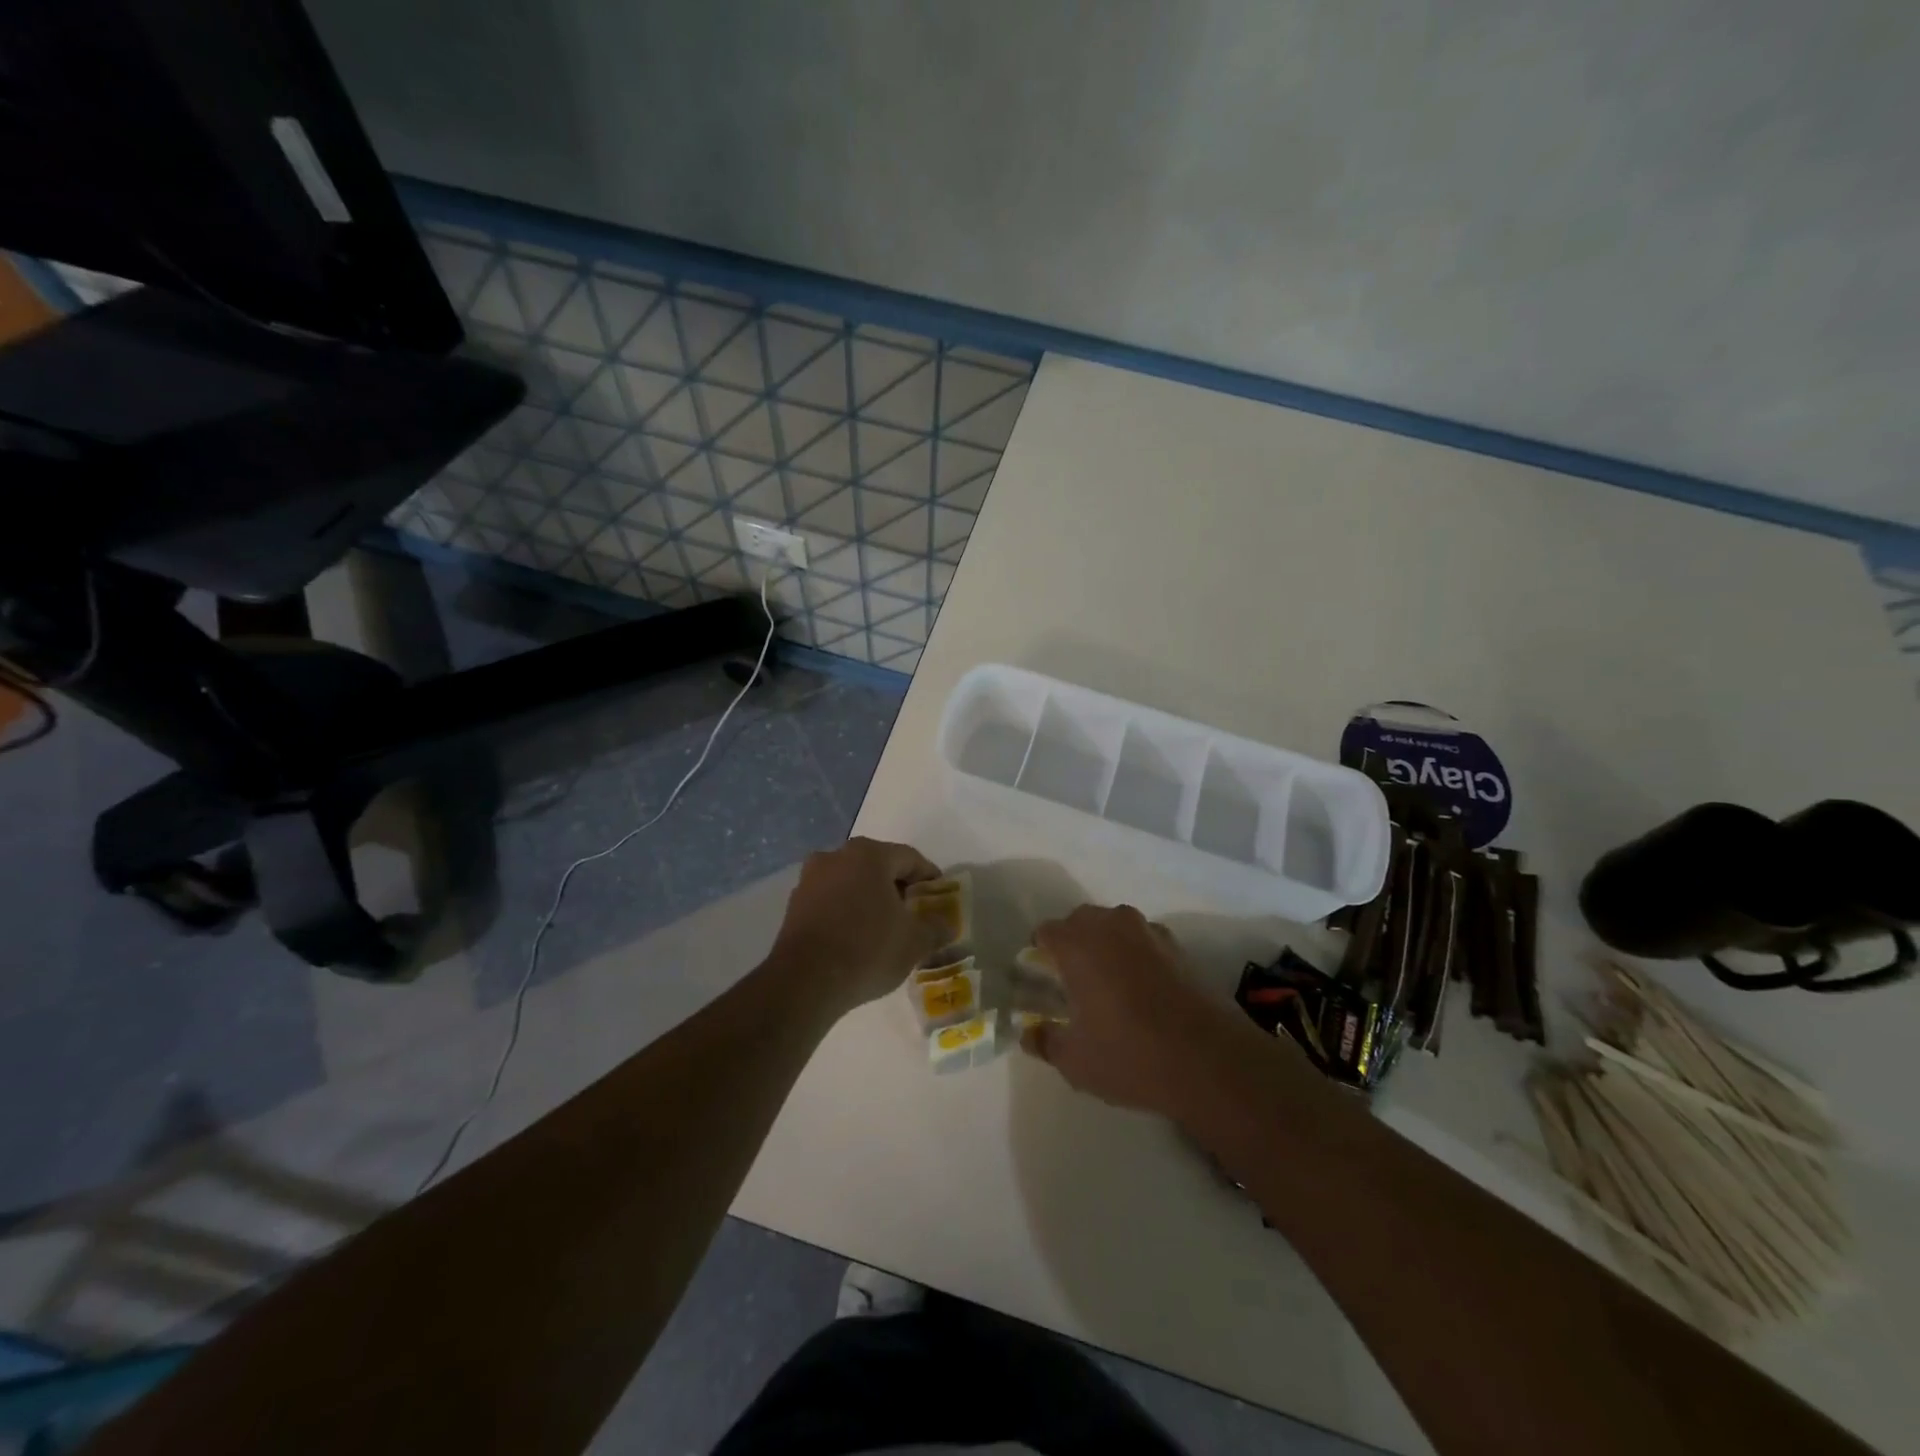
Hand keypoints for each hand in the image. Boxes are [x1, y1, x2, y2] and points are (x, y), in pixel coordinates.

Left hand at [770, 837, 946, 1012]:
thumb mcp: (915, 942)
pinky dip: (846, 910)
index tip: (939, 896)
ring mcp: (810, 879)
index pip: (909, 858)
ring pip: (851, 881)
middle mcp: (836, 856)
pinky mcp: (794, 904)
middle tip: (914, 911)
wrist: (804, 982)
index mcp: (869, 854)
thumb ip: (936, 928)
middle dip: (897, 886)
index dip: (928, 877)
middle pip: (877, 866)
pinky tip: (856, 936)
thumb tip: (946, 925)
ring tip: (884, 926)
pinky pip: (830, 899)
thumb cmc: (867, 949)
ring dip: (869, 898)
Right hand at [1021, 904, 1271, 1119]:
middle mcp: (1110, 925)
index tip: (1043, 980)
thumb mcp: (1074, 1061)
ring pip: (1114, 926)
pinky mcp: (1179, 946)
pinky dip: (1137, 955)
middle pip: (1080, 921)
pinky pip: (1144, 940)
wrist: (1209, 1059)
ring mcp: (1148, 931)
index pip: (1045, 932)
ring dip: (1106, 946)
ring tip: (1110, 986)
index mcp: (1077, 944)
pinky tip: (1144, 991)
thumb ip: (1045, 1042)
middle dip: (1073, 944)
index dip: (1040, 953)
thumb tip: (1029, 1034)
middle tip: (1073, 983)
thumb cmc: (1129, 1054)